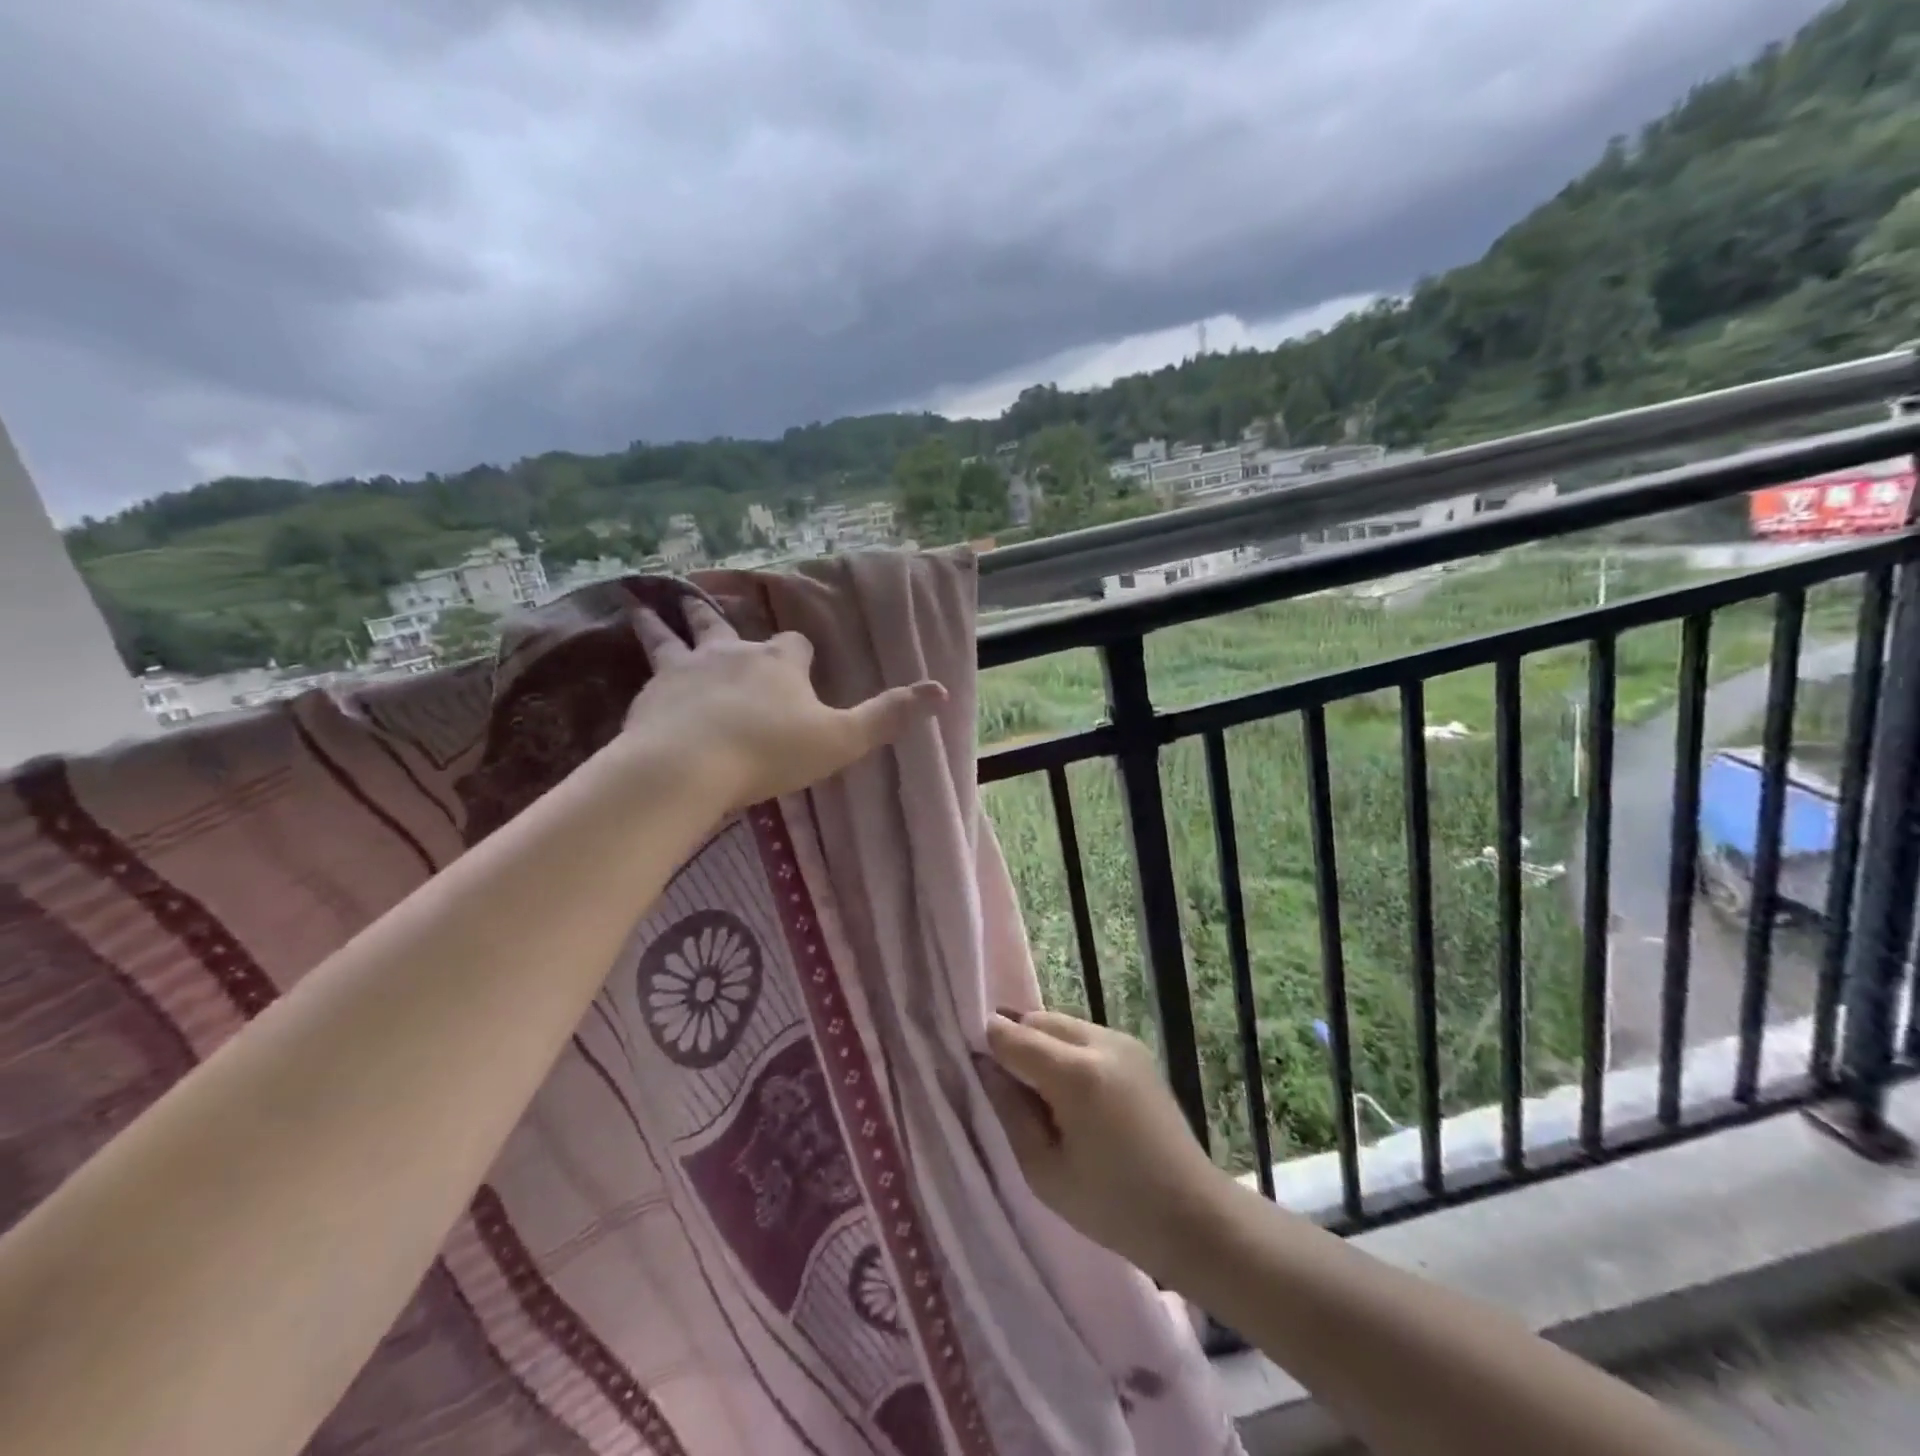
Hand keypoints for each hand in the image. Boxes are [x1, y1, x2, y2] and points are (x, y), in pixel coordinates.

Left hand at [624, 596, 946, 810]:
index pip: (794, 645)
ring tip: (639, 605)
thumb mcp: (841, 739)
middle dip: (716, 617)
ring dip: (660, 622)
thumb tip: (941, 692)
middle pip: (723, 624)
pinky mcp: (650, 695)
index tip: (799, 661)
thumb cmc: (771, 752)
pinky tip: (632, 677)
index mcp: (779, 663)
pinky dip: (639, 668)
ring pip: (670, 636)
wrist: (689, 767)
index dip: (797, 652)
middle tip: (700, 602)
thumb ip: (887, 716)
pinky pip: (644, 672)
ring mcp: (685, 670)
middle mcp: (731, 654)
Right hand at [981, 1011, 1228, 1281]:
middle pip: (1038, 1020)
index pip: (1013, 1035)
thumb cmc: (1113, 1206)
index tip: (972, 1062)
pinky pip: (1085, 1036)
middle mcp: (1100, 1042)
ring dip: (1042, 1045)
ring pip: (1062, 1024)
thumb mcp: (1044, 1170)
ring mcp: (1123, 1042)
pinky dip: (1067, 1051)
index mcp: (1075, 1073)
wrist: (1194, 1216)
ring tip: (1042, 1095)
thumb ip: (1010, 1110)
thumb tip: (987, 1066)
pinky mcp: (1136, 1050)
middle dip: (1016, 1042)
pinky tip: (1072, 1095)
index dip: (988, 1044)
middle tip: (1008, 1087)